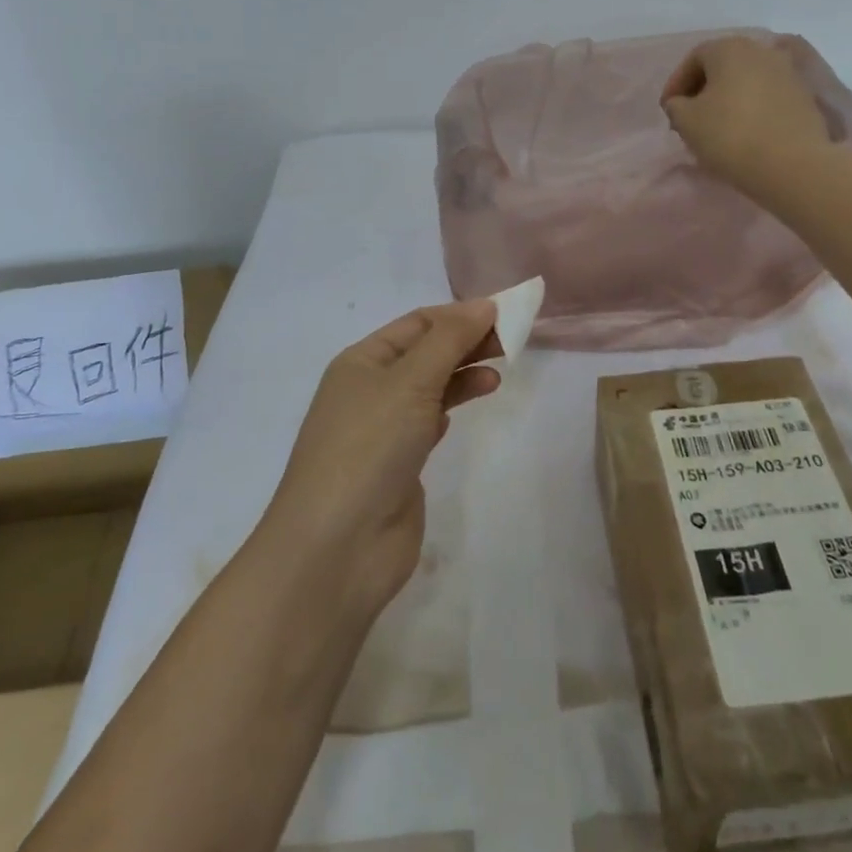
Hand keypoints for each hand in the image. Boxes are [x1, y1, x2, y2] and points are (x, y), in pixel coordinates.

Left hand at [261, 301, 500, 617]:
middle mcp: (369, 390)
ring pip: (430, 387)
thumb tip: (484, 304)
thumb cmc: (370, 447)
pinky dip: (450, 407)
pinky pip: (428, 421)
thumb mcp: (410, 381)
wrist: (338, 546)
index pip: (418, 323)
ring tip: (500, 373)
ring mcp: (382, 429)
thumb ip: (450, 340)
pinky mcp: (398, 464)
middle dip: (466, 342)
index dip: (460, 314)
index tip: (505, 313)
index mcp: (361, 361)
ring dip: (463, 374)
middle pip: (425, 353)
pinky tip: (469, 404)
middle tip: (513, 341)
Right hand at [661, 35, 836, 192]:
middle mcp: (762, 51)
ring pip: (747, 81)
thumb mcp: (686, 121)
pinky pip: (767, 97)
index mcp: (730, 48)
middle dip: (703, 89)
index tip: (668, 110)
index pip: (694, 58)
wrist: (793, 165)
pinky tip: (745, 133)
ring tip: (717, 127)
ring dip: (728, 99)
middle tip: (690, 117)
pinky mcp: (804, 97)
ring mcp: (788, 72)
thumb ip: (676, 106)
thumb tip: (681, 103)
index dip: (676, 83)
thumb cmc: (730, 135)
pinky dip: (751, 109)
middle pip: (723, 66)